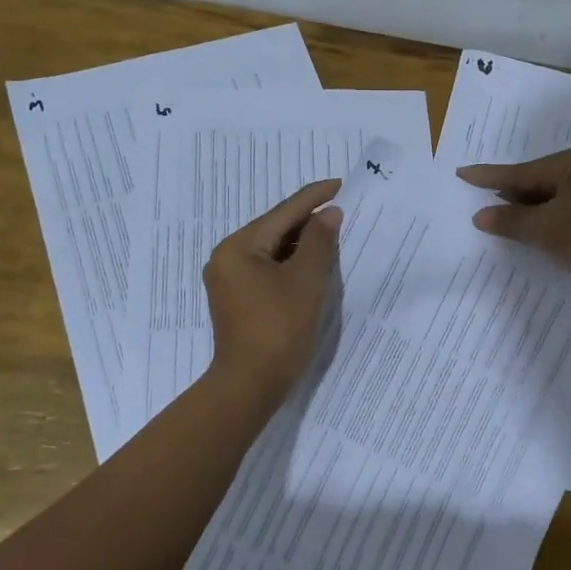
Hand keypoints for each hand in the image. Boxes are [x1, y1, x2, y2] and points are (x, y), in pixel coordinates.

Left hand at [203, 178, 342, 403]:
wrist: (250, 385)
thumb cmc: (279, 328)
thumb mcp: (306, 280)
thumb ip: (319, 241)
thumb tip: (329, 214)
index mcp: (238, 247)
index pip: (283, 212)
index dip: (315, 197)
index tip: (341, 184)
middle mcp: (227, 257)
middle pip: (275, 229)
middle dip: (309, 221)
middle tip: (343, 209)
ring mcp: (230, 281)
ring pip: (273, 251)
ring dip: (302, 244)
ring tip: (335, 234)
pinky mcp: (238, 300)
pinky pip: (268, 270)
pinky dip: (291, 264)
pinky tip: (314, 264)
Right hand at [457, 145, 570, 296]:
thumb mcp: (548, 231)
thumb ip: (512, 222)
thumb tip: (480, 216)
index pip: (523, 171)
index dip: (490, 177)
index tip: (463, 173)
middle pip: (541, 181)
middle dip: (513, 195)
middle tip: (482, 201)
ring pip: (558, 196)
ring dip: (533, 210)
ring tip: (506, 219)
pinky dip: (554, 218)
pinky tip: (542, 230)